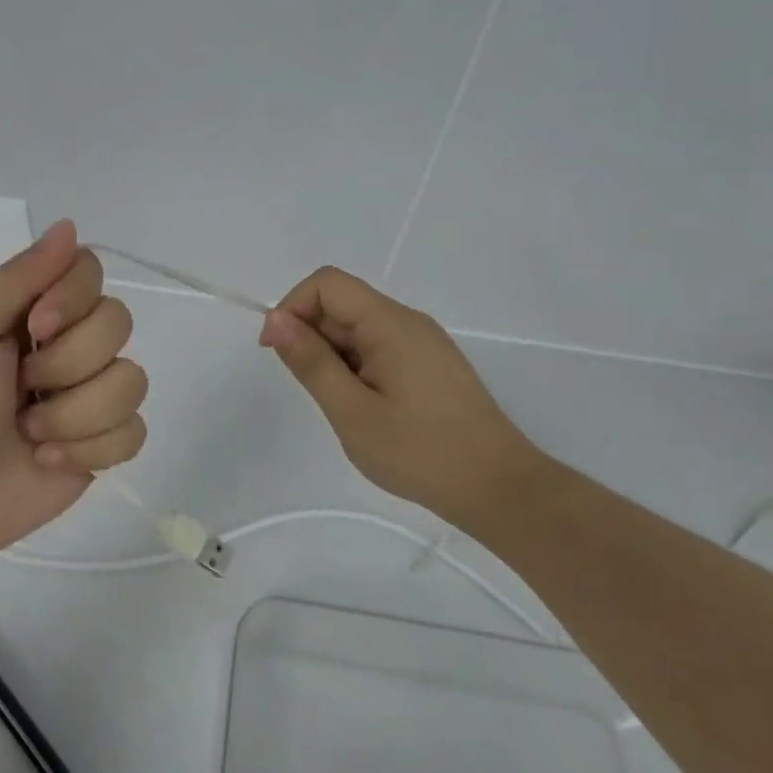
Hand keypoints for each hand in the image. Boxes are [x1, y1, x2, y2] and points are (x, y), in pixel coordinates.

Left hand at [0, 220, 146, 571]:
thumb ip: (13, 279)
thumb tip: (70, 226)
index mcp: (31, 309)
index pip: (89, 269)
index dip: (74, 297)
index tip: (35, 327)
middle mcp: (69, 344)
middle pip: (119, 321)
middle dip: (67, 364)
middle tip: (21, 387)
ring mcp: (90, 395)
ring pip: (133, 380)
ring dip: (75, 414)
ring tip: (29, 433)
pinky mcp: (103, 444)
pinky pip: (134, 431)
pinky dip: (89, 449)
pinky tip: (48, 459)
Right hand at [259, 267, 543, 526]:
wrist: (497, 488)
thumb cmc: (419, 452)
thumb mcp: (352, 411)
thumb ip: (311, 362)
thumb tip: (276, 320)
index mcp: (390, 323)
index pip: (327, 284)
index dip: (293, 307)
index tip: (279, 352)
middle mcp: (408, 322)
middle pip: (343, 303)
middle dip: (312, 336)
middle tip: (315, 391)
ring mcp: (422, 343)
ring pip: (358, 328)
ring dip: (333, 356)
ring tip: (343, 406)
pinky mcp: (429, 365)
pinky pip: (378, 347)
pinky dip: (355, 367)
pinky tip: (363, 407)